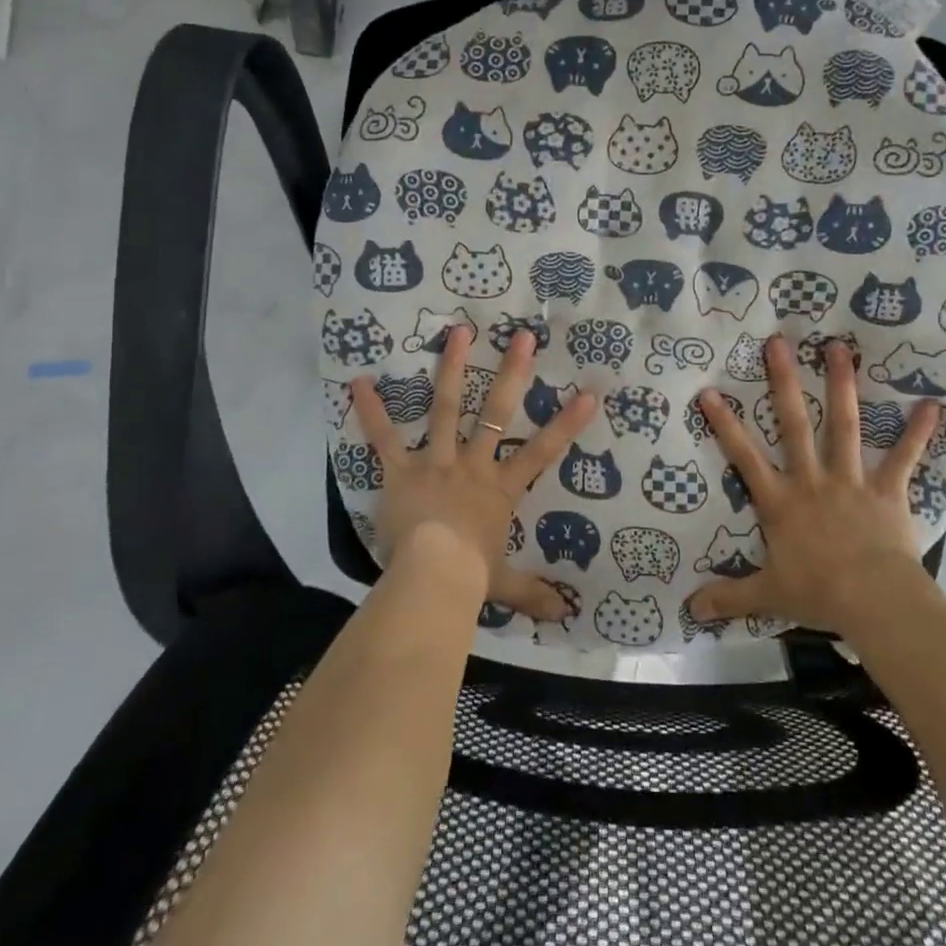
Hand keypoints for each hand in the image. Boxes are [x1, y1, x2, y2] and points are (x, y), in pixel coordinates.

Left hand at [351, 327, 596, 620]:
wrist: (433, 580)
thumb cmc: (470, 579)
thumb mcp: (505, 584)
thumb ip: (533, 593)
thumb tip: (565, 613)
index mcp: (500, 489)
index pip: (542, 452)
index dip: (567, 424)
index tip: (588, 393)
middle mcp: (473, 464)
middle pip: (497, 411)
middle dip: (512, 373)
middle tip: (522, 337)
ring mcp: (437, 461)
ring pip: (446, 407)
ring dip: (452, 368)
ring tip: (458, 332)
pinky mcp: (402, 470)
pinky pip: (384, 438)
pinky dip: (370, 410)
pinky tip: (357, 381)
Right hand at [689, 336, 940, 634]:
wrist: (875, 602)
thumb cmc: (819, 594)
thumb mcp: (767, 595)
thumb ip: (729, 597)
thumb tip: (689, 610)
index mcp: (780, 501)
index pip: (744, 457)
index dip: (725, 424)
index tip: (710, 391)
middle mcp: (812, 480)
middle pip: (794, 424)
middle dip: (784, 382)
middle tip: (778, 343)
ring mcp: (851, 481)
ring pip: (844, 425)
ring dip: (842, 386)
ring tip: (838, 349)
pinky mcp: (887, 491)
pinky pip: (904, 457)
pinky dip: (917, 432)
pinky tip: (931, 404)